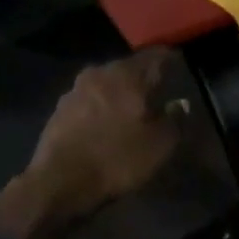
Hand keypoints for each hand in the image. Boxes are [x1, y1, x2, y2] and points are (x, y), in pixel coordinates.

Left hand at [0, 49, 179, 238]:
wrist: (59, 183)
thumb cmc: (116, 158)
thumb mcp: (159, 145)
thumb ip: (175, 119)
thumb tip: (179, 104)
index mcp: (126, 73)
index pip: (155, 55)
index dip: (170, 59)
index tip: (179, 66)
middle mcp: (99, 72)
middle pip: (128, 68)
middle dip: (142, 78)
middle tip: (157, 92)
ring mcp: (74, 90)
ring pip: (106, 84)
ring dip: (119, 94)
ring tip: (131, 110)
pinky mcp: (58, 110)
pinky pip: (89, 102)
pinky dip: (101, 108)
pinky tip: (106, 125)